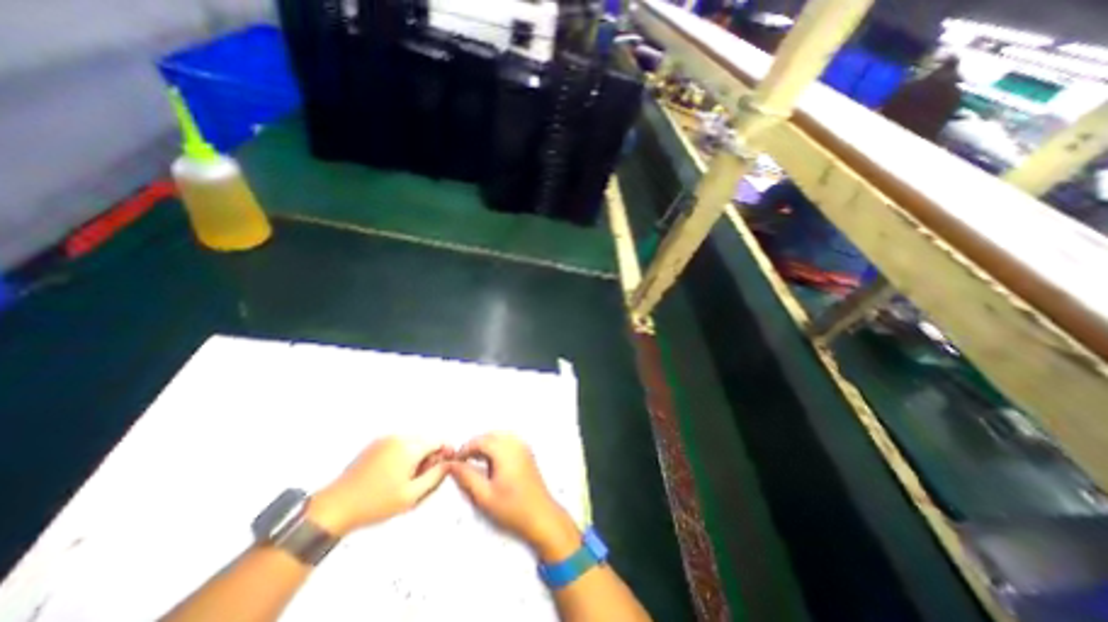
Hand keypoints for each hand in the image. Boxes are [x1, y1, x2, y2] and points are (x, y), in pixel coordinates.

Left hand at [307, 437, 450, 534]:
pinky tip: (393, 474)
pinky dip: (402, 454)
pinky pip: (398, 444)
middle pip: (426, 440)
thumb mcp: (412, 495)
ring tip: (405, 479)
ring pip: (413, 442)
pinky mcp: (375, 444)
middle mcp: (399, 437)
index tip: (441, 470)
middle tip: (421, 479)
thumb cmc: (375, 503)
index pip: (439, 441)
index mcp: (410, 447)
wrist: (334, 507)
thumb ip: (435, 477)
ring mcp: (385, 439)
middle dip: (429, 456)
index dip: (444, 454)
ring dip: (416, 455)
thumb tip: (449, 463)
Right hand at [445, 434, 581, 560]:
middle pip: (490, 436)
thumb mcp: (484, 495)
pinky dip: (496, 447)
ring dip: (485, 446)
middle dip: (475, 446)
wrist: (541, 515)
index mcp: (505, 451)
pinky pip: (507, 442)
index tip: (454, 461)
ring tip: (474, 463)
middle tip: (463, 462)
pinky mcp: (527, 452)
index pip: (480, 440)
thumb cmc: (512, 507)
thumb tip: (451, 464)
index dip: (465, 448)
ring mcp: (523, 446)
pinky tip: (491, 464)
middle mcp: (515, 443)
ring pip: (499, 437)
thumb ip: (466, 477)